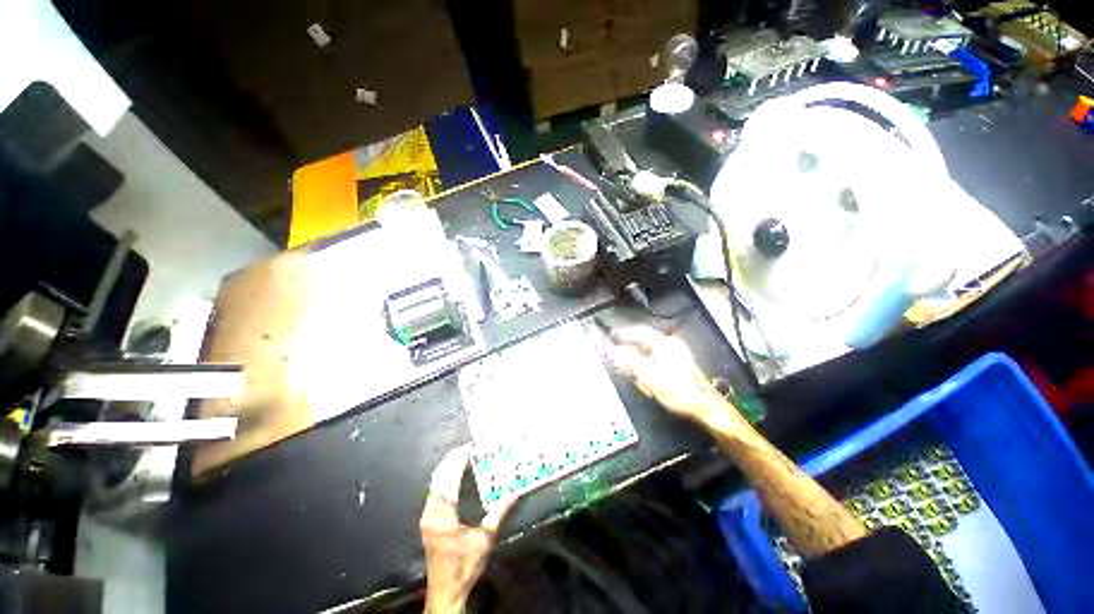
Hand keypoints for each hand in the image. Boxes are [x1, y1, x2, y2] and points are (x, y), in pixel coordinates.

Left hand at [420, 446, 515, 613]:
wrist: (445, 592)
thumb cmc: (464, 566)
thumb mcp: (484, 540)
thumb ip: (498, 514)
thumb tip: (514, 493)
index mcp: (443, 514)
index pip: (449, 479)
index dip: (458, 461)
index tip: (469, 448)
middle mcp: (431, 511)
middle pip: (439, 478)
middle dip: (451, 461)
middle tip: (466, 448)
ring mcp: (427, 516)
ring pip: (434, 484)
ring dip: (446, 469)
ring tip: (461, 457)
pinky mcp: (427, 521)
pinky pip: (433, 492)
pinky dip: (443, 479)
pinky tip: (452, 477)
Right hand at [610, 327, 743, 430]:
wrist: (703, 405)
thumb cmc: (677, 391)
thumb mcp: (651, 378)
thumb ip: (632, 362)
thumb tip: (616, 351)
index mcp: (665, 344)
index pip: (641, 332)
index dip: (625, 333)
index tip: (612, 334)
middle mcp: (671, 343)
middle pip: (644, 340)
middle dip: (630, 348)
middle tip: (618, 357)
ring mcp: (676, 350)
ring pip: (650, 348)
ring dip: (637, 356)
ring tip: (629, 368)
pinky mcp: (678, 359)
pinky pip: (656, 354)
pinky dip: (646, 360)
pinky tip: (642, 371)